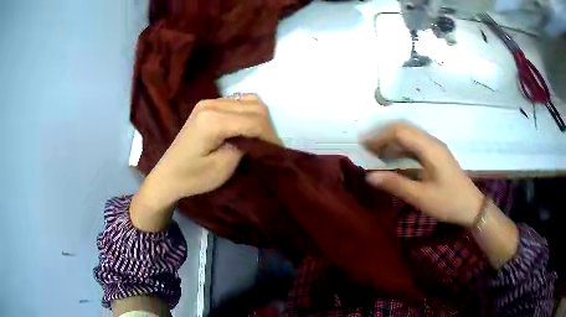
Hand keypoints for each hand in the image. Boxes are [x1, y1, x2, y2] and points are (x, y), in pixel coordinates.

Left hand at [131, 94, 280, 231]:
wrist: (168, 175)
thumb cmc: (193, 177)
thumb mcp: (223, 168)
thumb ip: (245, 147)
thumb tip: (260, 138)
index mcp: (212, 120)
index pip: (254, 120)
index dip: (271, 135)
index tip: (278, 152)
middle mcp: (211, 104)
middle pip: (254, 106)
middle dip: (267, 126)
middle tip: (270, 147)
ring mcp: (209, 102)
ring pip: (249, 100)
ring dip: (259, 118)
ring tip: (260, 138)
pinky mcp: (208, 105)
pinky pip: (238, 102)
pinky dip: (248, 114)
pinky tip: (247, 129)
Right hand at [363, 123, 483, 226]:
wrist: (472, 207)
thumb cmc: (448, 202)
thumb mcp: (421, 197)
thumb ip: (395, 184)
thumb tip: (369, 176)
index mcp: (430, 148)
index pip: (400, 132)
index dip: (380, 136)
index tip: (364, 145)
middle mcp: (432, 142)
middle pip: (404, 129)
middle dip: (383, 136)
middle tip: (367, 149)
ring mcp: (435, 148)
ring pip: (409, 137)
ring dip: (391, 142)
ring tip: (376, 154)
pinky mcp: (436, 156)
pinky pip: (415, 146)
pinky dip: (400, 149)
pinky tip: (393, 160)